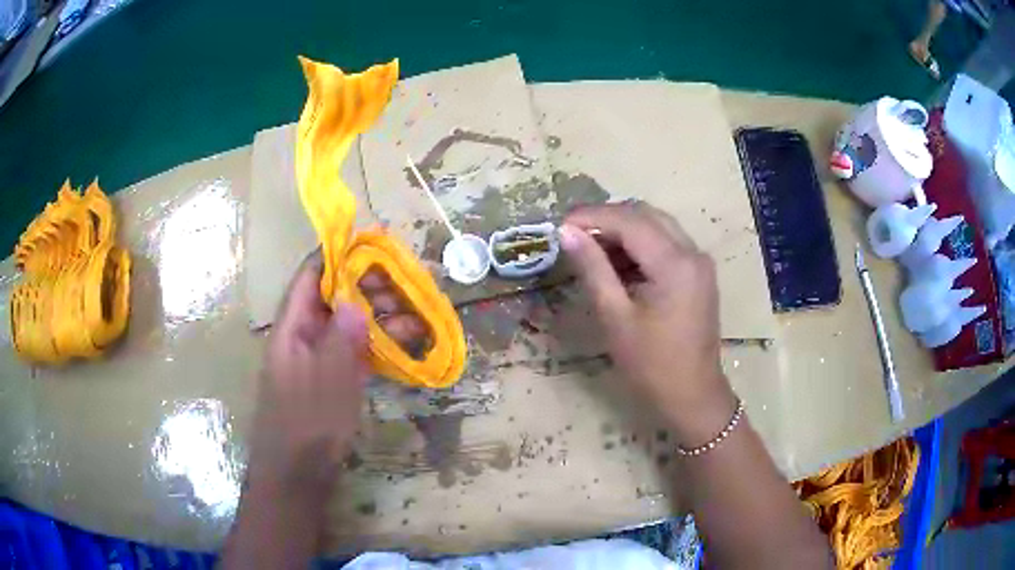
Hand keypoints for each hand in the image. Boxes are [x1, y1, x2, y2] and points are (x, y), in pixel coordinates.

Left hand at [249, 255, 424, 489]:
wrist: (297, 475)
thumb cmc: (306, 428)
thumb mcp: (326, 383)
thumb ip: (340, 340)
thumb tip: (356, 300)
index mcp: (292, 328)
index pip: (311, 277)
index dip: (337, 255)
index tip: (372, 244)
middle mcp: (303, 336)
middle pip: (334, 297)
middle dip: (368, 287)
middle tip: (406, 287)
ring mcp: (317, 358)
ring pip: (348, 323)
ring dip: (379, 317)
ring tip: (415, 319)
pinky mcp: (331, 377)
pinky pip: (353, 349)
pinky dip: (376, 342)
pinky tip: (402, 344)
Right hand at [560, 202, 736, 446]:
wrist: (692, 396)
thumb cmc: (651, 365)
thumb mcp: (616, 317)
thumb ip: (593, 268)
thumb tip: (567, 232)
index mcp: (675, 263)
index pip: (629, 221)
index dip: (592, 217)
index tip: (560, 225)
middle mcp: (693, 253)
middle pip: (646, 215)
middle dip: (607, 218)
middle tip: (573, 234)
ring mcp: (699, 262)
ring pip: (657, 226)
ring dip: (623, 230)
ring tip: (590, 249)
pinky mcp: (698, 274)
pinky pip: (666, 244)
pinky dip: (640, 245)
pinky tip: (617, 263)